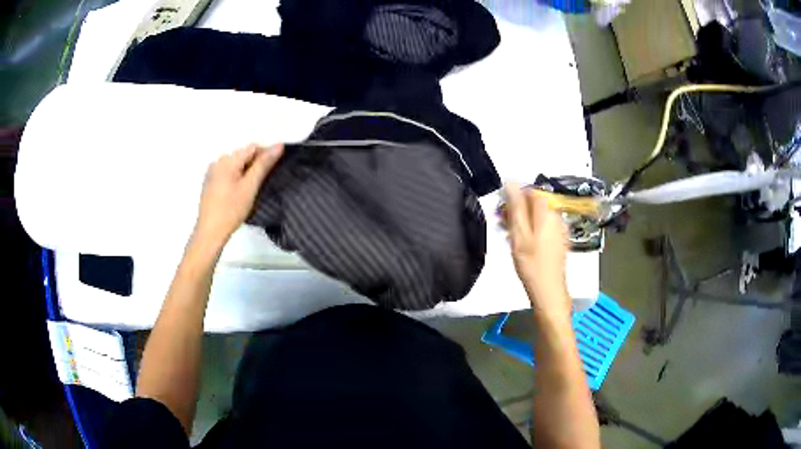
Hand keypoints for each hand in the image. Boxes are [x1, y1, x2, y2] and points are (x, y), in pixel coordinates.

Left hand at [193, 143, 282, 248]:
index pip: (253, 147)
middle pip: (243, 155)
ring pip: (236, 165)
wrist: (210, 232)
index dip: (266, 154)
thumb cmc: (230, 210)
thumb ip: (264, 164)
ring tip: (252, 189)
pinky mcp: (210, 183)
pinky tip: (240, 192)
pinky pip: (228, 173)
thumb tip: (278, 145)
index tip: (274, 169)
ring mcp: (212, 172)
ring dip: (247, 172)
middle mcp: (218, 162)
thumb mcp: (250, 186)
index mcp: (227, 160)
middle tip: (263, 182)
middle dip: (256, 164)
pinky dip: (237, 178)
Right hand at [504, 183, 569, 315]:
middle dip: (517, 209)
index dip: (514, 196)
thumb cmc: (532, 264)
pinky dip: (530, 230)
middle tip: (501, 223)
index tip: (502, 210)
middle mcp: (556, 217)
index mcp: (547, 212)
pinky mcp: (558, 241)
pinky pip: (543, 227)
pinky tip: (521, 244)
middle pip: (535, 203)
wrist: (549, 291)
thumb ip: (516, 207)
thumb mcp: (519, 235)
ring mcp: (559, 229)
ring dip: (522, 221)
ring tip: (508, 235)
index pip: (531, 191)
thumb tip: (511, 183)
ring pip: (537, 216)